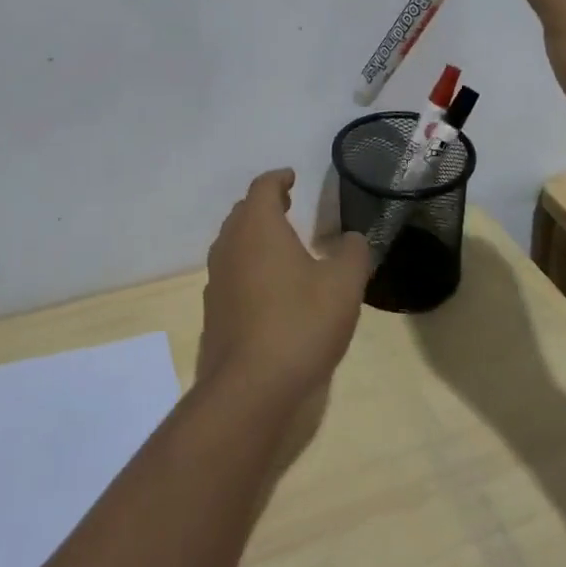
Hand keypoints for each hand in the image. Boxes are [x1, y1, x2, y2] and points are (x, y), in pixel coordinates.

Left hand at [196, 170, 370, 408]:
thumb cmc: (300, 323)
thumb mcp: (344, 284)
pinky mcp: (213, 312)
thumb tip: (351, 239)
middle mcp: (230, 245)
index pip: (263, 187)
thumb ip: (352, 253)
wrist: (250, 388)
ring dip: (254, 236)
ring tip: (280, 245)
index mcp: (258, 227)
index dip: (279, 178)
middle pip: (243, 212)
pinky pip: (230, 274)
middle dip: (265, 205)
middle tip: (288, 206)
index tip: (292, 177)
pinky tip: (268, 289)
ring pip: (233, 243)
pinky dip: (248, 268)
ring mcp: (216, 280)